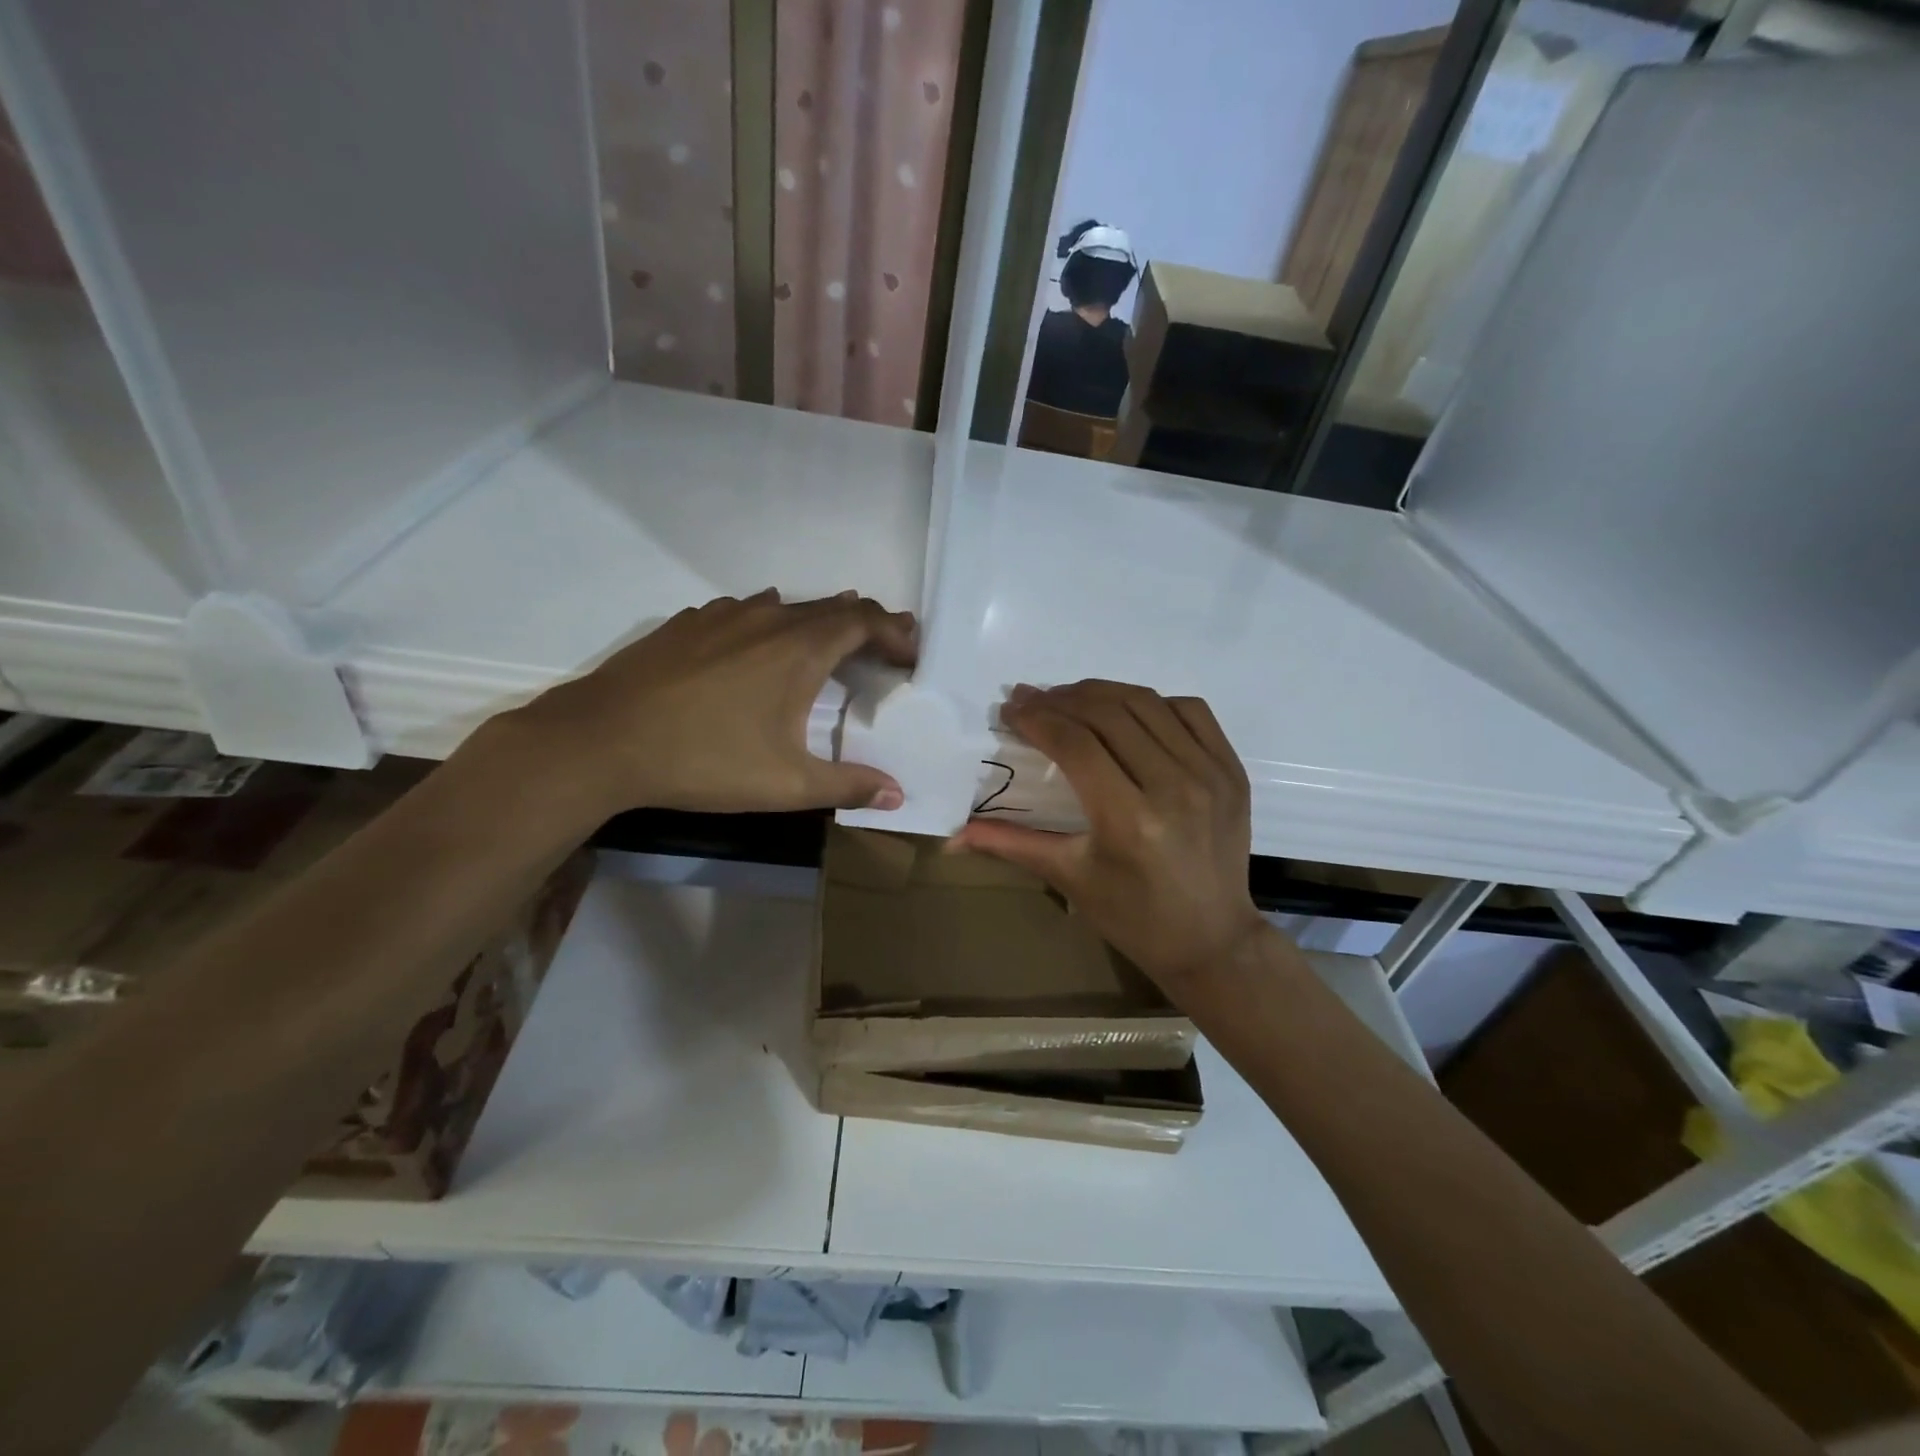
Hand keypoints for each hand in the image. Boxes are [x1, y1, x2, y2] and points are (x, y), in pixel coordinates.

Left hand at [485, 589, 916, 818]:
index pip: (865, 620)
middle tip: (883, 648)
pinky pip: (744, 611)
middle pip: (830, 606)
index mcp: (800, 649)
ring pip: (786, 606)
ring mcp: (722, 615)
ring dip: (816, 621)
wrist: (602, 740)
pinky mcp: (687, 623)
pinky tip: (757, 647)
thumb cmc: (705, 760)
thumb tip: (896, 794)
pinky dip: (770, 623)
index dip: (895, 631)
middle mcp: (767, 619)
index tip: (911, 654)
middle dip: (865, 623)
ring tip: (828, 644)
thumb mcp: (786, 784)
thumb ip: (847, 786)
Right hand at [953, 681, 1264, 989]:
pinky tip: (1125, 710)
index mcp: (1129, 820)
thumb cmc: (1132, 916)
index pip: (1075, 744)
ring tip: (1068, 697)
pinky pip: (1189, 711)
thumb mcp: (1069, 878)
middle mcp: (1175, 787)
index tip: (1010, 709)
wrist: (1212, 939)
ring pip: (1147, 703)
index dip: (1037, 718)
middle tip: (1030, 698)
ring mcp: (1210, 774)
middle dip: (1061, 699)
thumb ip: (1010, 844)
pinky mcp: (1232, 770)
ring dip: (1100, 692)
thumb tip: (952, 837)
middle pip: (1108, 714)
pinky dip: (1152, 701)